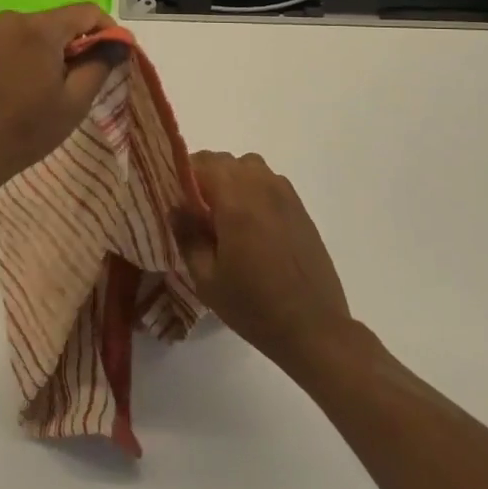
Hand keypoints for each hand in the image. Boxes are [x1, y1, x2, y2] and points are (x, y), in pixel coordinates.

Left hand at [0, 4, 119, 196]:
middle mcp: (13, 18)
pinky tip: (32, 88)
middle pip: (62, 20)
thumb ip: (100, 64)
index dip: (109, 31)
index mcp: (38, 27)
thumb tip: (118, 43)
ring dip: (57, 51)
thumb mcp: (74, 101)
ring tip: (58, 89)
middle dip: (81, 44)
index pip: (87, 12)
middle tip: (88, 80)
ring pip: (39, 31)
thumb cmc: (25, 130)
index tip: (117, 59)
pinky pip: (18, 41)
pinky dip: (34, 56)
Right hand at [173, 152, 361, 374]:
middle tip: (194, 210)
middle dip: (204, 176)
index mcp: (236, 201)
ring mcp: (285, 194)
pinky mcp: (300, 207)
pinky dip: (252, 188)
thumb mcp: (206, 279)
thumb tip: (176, 206)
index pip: (201, 163)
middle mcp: (261, 187)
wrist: (314, 328)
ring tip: (223, 214)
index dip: (181, 174)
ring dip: (230, 179)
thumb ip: (187, 235)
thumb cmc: (254, 306)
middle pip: (224, 160)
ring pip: (248, 166)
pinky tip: (251, 222)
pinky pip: (268, 181)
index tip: (172, 197)